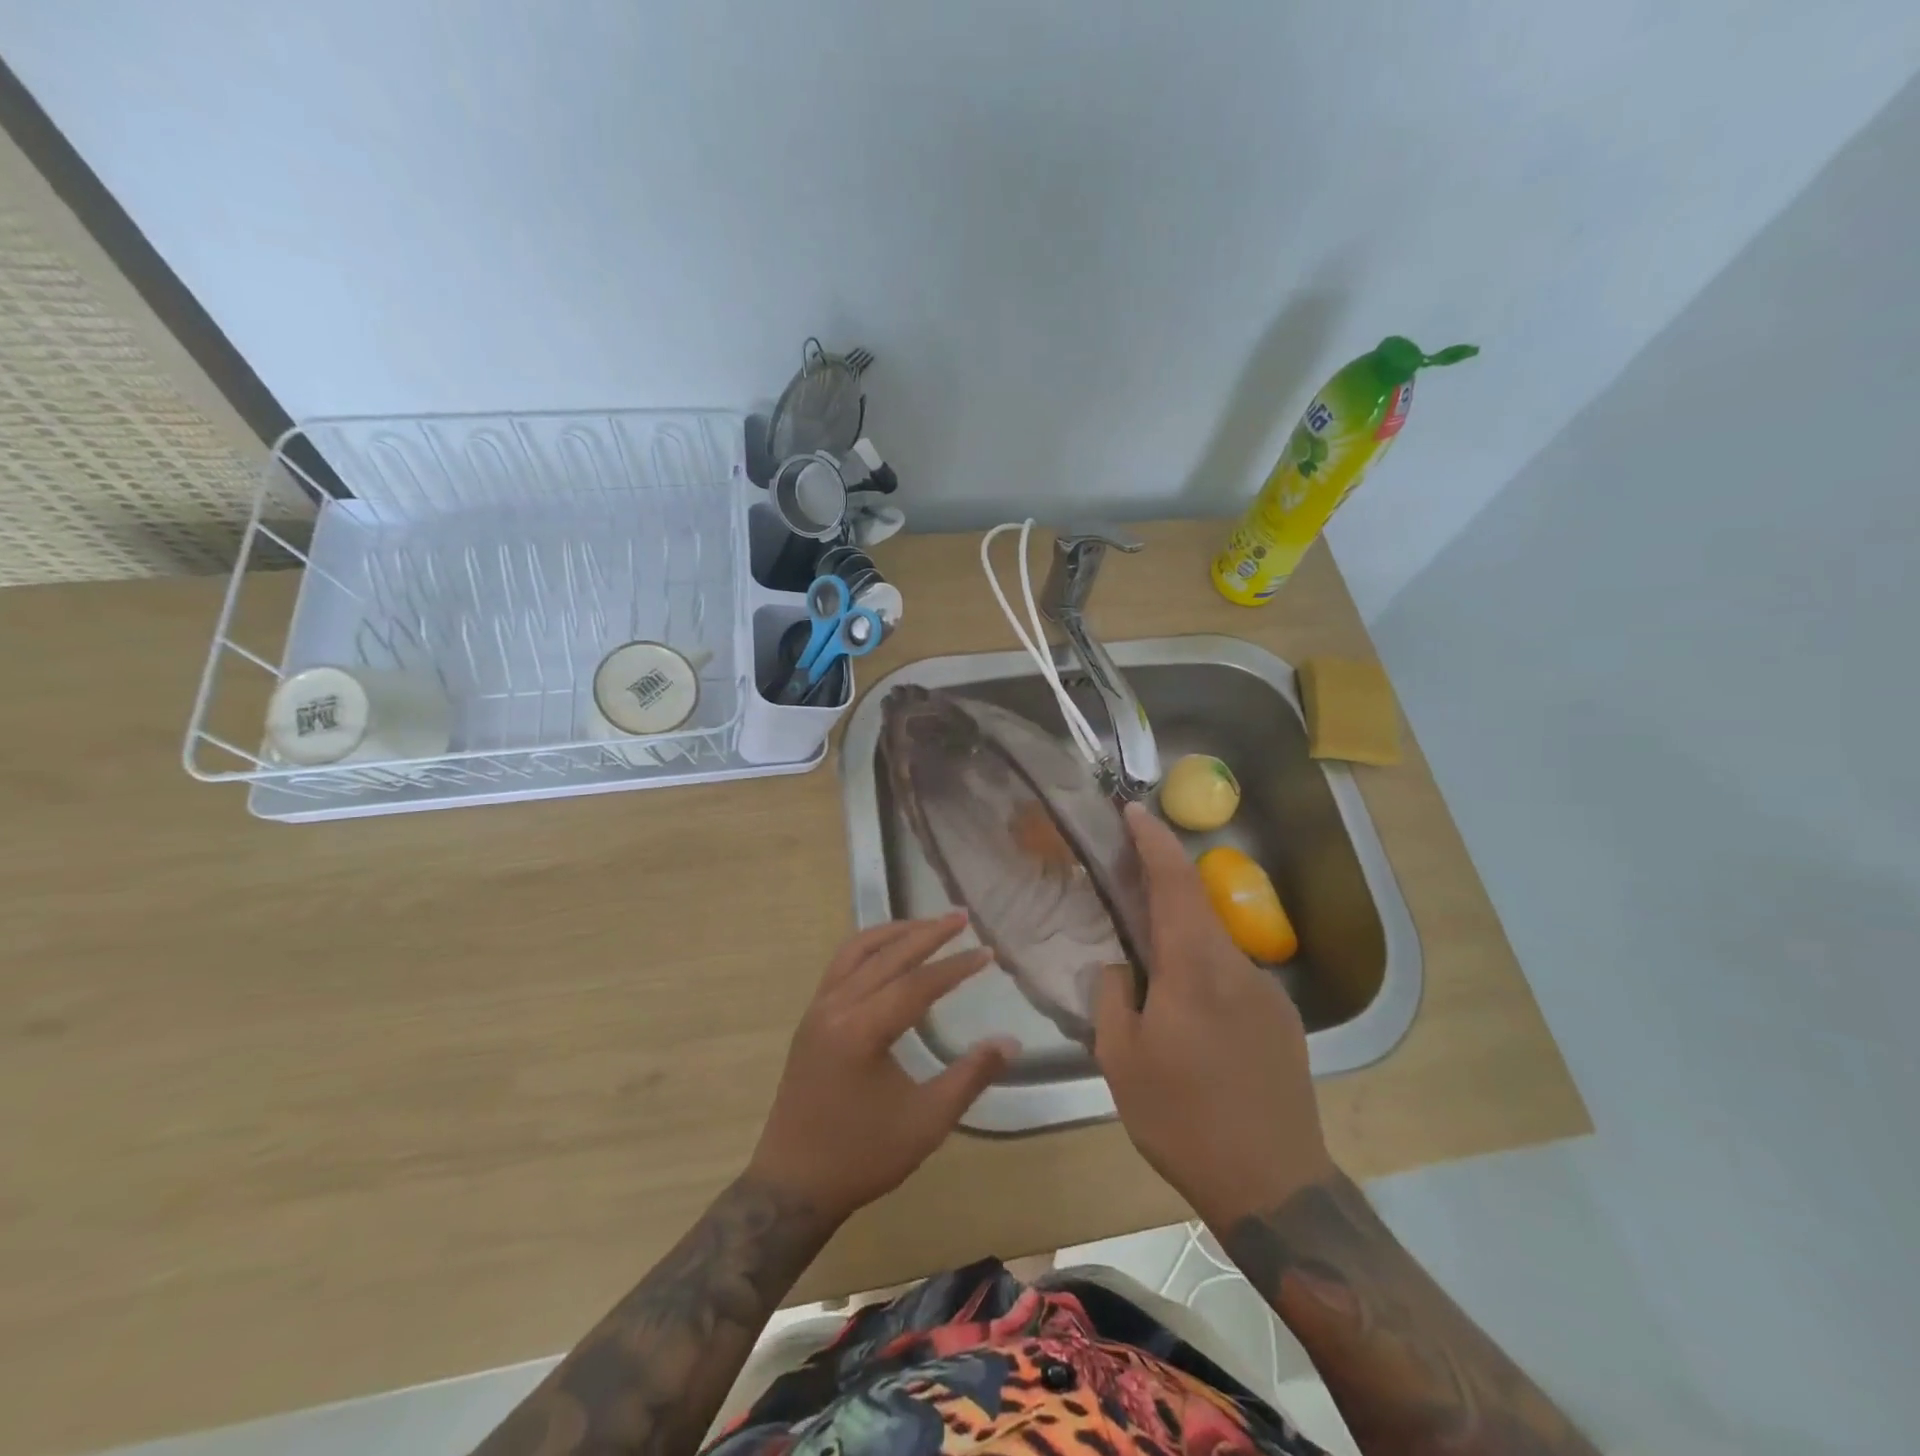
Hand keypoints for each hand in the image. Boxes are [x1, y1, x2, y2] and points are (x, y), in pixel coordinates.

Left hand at [747, 913, 1013, 1223]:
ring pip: (857, 951)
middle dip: (927, 932)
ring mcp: (817, 1010)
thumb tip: (1010, 1041)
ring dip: (894, 933)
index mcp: (862, 1030)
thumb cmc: (861, 1156)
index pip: (917, 983)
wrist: (792, 1186)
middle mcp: (835, 1007)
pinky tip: (888, 953)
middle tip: (961, 916)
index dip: (955, 966)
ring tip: (927, 924)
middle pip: (887, 955)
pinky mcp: (810, 1019)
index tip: (987, 953)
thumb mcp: (926, 1123)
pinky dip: (869, 948)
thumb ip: (970, 1076)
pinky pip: (840, 966)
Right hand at [1094, 804, 1334, 1228]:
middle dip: (1162, 879)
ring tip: (1148, 962)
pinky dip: (1202, 968)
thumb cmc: (1184, 1119)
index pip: (1174, 882)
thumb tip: (1119, 966)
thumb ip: (1113, 997)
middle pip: (1196, 904)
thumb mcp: (1121, 1060)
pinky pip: (1232, 975)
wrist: (1274, 1185)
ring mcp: (1266, 992)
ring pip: (1214, 942)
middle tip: (1126, 876)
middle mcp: (1237, 966)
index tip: (1134, 810)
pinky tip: (1186, 1011)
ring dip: (1181, 932)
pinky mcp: (1281, 1020)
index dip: (1153, 841)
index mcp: (1194, 967)